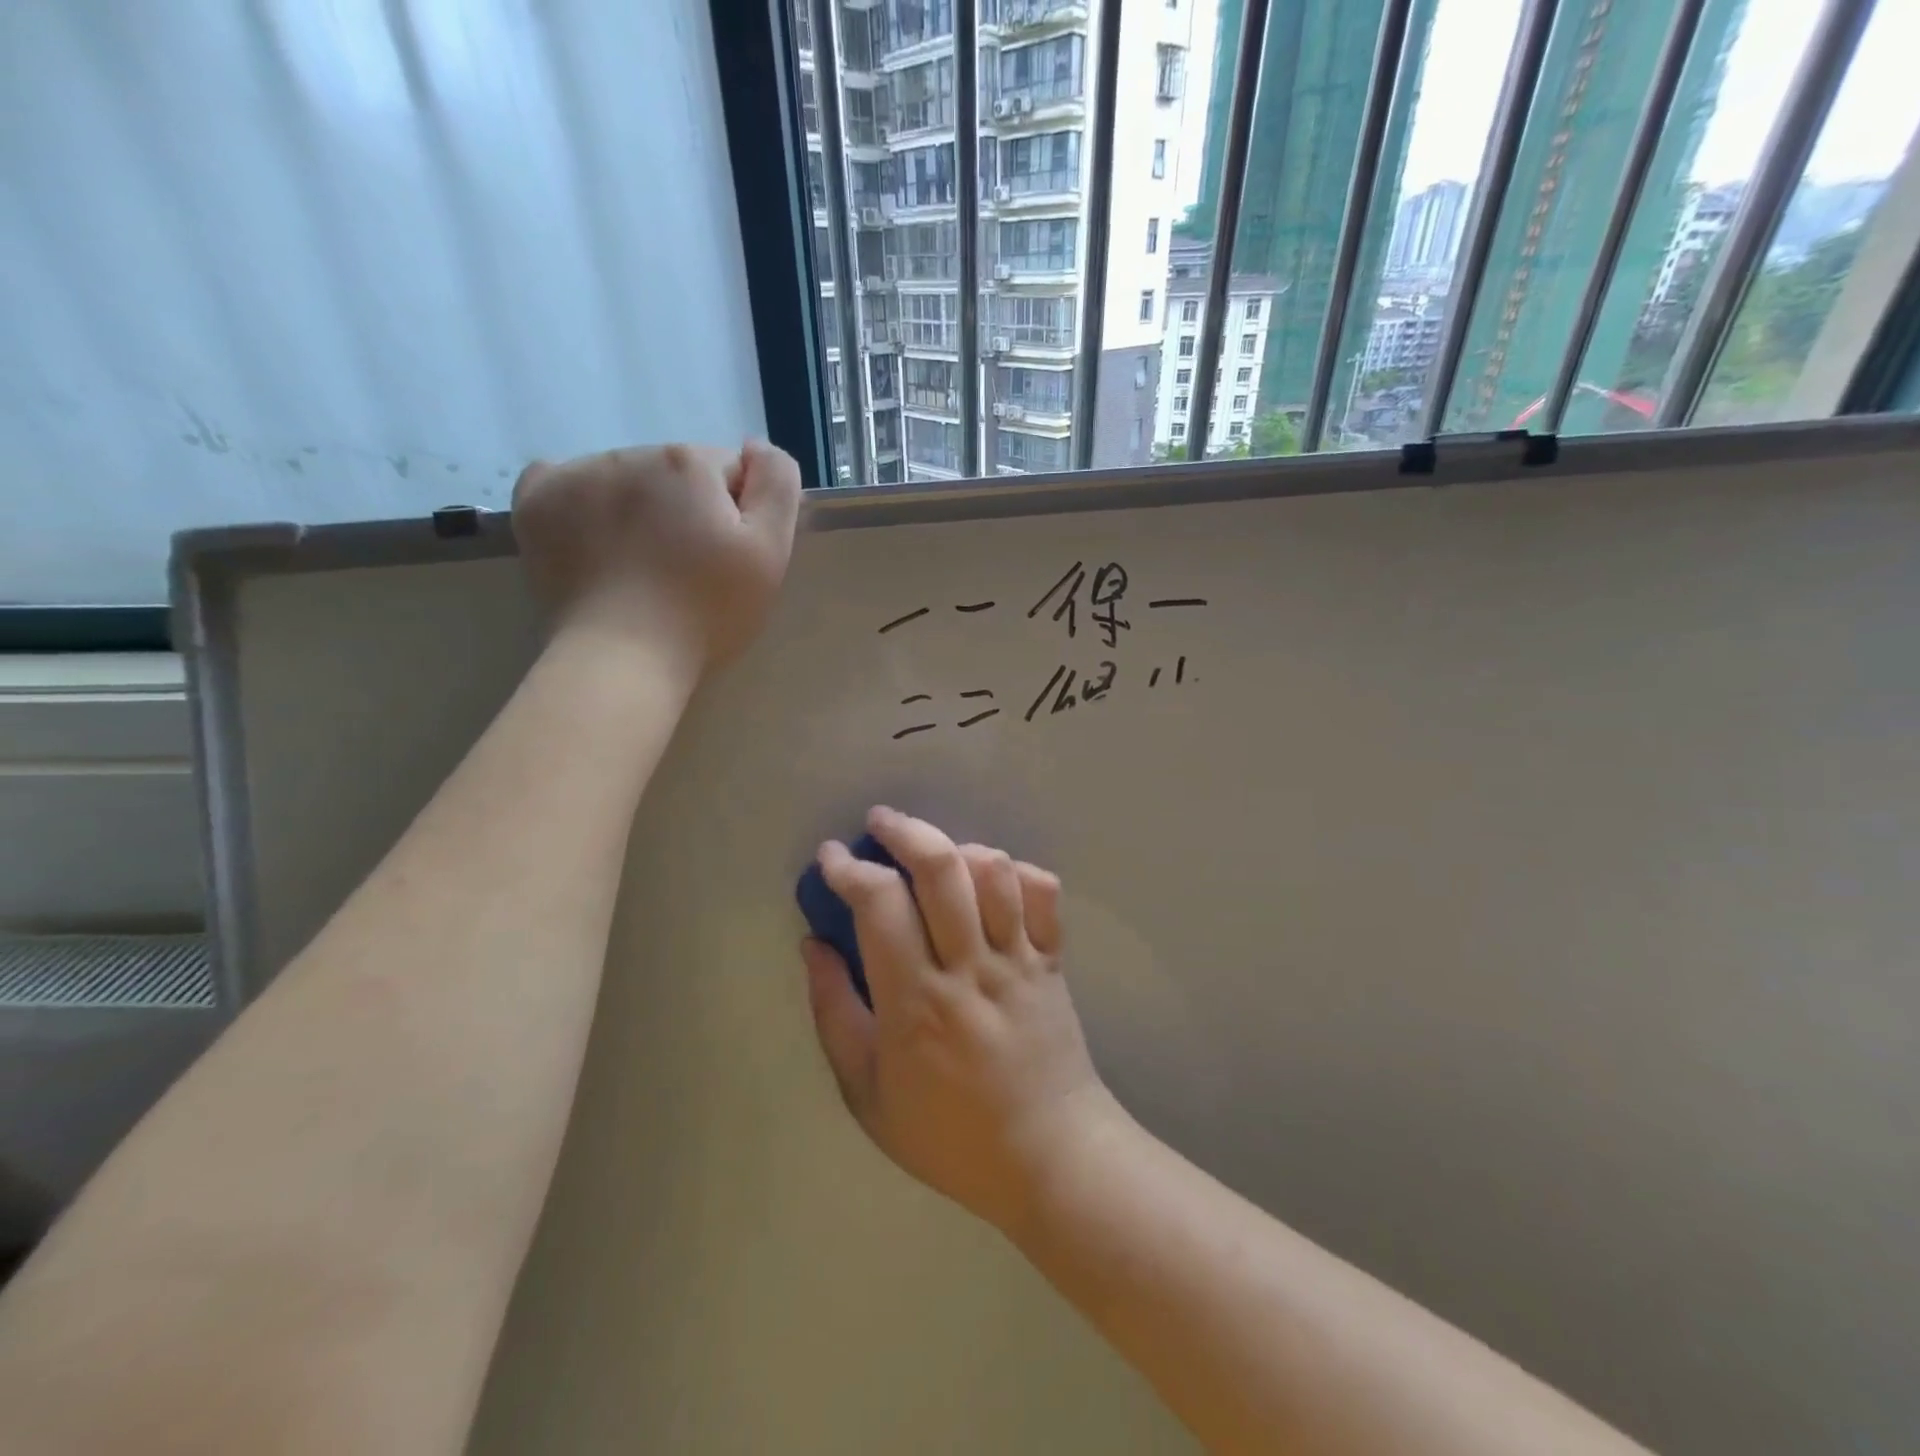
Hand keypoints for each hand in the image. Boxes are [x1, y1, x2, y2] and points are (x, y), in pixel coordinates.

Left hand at [512, 441, 800, 670]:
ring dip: (637, 509)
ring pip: (624, 479)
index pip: (728, 471)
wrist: (623, 659)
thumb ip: (776, 484)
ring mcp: (575, 476)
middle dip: (685, 509)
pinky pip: (563, 483)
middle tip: (687, 571)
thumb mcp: (770, 552)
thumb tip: (754, 446)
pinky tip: (593, 541)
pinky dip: (581, 505)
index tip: (728, 559)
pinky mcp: (535, 503)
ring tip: (640, 568)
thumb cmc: (707, 612)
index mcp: (688, 463)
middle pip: (674, 473)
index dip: (736, 515)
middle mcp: (628, 453)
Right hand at [802, 807, 1122, 1234]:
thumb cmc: (948, 1135)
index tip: (830, 858)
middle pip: (941, 869)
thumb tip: (814, 946)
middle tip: (880, 823)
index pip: (881, 904)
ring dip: (958, 847)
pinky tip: (992, 878)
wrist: (1050, 1157)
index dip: (849, 868)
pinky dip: (1016, 871)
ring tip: (935, 853)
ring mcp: (1020, 959)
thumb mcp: (867, 1094)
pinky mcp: (1054, 961)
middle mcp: (971, 967)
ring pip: (994, 871)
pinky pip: (1044, 893)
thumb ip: (834, 1014)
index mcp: (917, 1001)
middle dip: (904, 830)